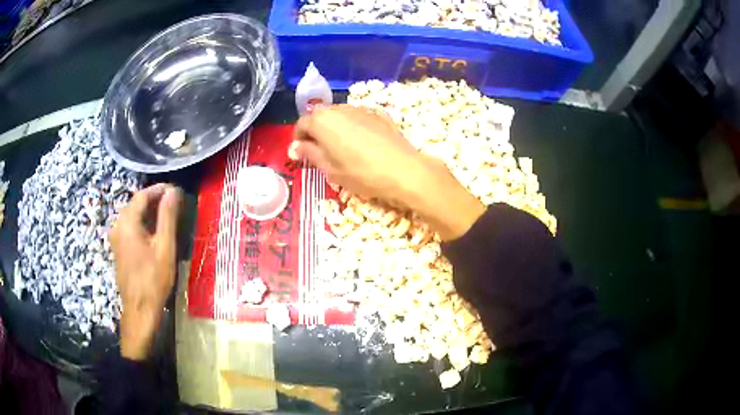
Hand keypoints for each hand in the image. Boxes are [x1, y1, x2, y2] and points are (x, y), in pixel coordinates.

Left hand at [110, 184, 181, 360]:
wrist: (140, 310)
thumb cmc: (154, 280)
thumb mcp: (164, 248)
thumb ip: (167, 217)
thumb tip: (173, 191)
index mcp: (127, 223)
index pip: (142, 195)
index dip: (159, 189)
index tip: (176, 190)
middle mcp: (118, 226)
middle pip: (135, 204)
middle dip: (154, 199)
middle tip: (174, 202)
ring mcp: (116, 238)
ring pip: (132, 216)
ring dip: (149, 212)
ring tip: (167, 215)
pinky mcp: (118, 249)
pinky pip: (130, 227)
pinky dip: (143, 223)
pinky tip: (154, 231)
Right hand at [291, 105, 484, 239]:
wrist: (403, 170)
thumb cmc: (361, 173)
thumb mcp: (330, 169)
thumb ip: (310, 153)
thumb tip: (295, 147)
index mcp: (322, 121)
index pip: (302, 124)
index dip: (298, 139)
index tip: (301, 153)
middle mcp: (340, 109)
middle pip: (320, 116)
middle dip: (316, 132)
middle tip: (320, 152)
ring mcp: (361, 109)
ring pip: (340, 115)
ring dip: (335, 128)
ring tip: (341, 148)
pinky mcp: (379, 114)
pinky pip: (359, 118)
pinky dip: (354, 127)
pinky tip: (362, 144)